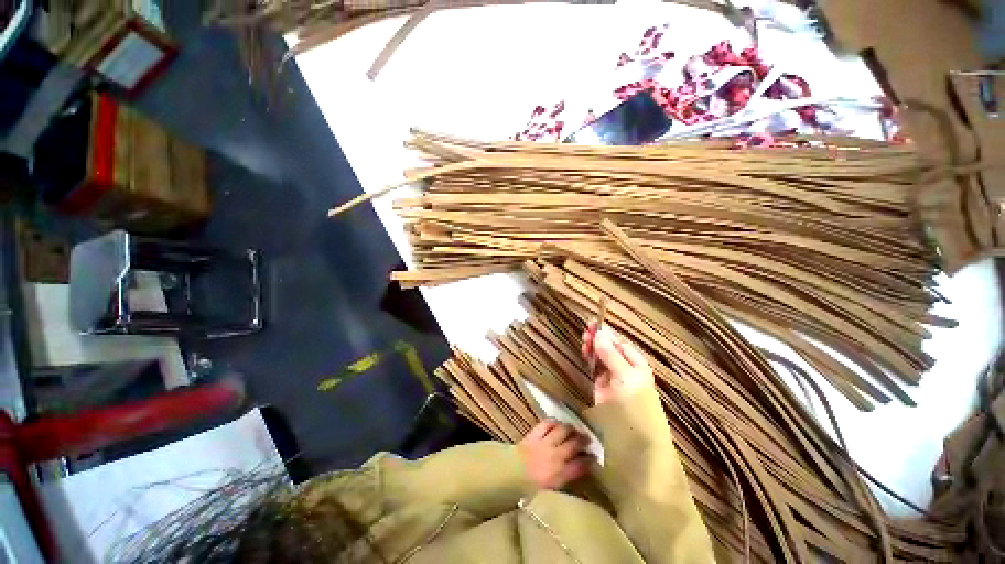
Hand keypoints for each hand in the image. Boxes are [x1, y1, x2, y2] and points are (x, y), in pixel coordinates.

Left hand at [518, 420, 592, 488]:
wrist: (509, 476)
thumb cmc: (528, 489)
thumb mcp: (551, 490)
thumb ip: (564, 479)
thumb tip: (577, 469)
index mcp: (560, 475)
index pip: (581, 465)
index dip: (589, 460)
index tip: (594, 456)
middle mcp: (555, 457)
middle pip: (574, 445)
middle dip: (583, 440)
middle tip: (588, 438)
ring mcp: (545, 444)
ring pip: (563, 431)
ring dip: (570, 429)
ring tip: (574, 428)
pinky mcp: (534, 435)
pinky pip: (546, 424)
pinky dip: (553, 422)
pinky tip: (557, 423)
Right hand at [582, 321, 653, 405]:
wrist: (632, 434)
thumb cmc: (635, 402)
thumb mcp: (626, 375)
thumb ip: (611, 354)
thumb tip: (599, 334)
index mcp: (636, 363)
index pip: (620, 343)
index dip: (607, 333)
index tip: (594, 323)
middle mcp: (624, 367)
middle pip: (609, 348)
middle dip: (598, 338)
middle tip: (586, 329)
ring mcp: (612, 375)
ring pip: (600, 355)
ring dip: (592, 346)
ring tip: (584, 338)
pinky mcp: (601, 384)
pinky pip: (594, 366)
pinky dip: (589, 357)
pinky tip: (585, 350)